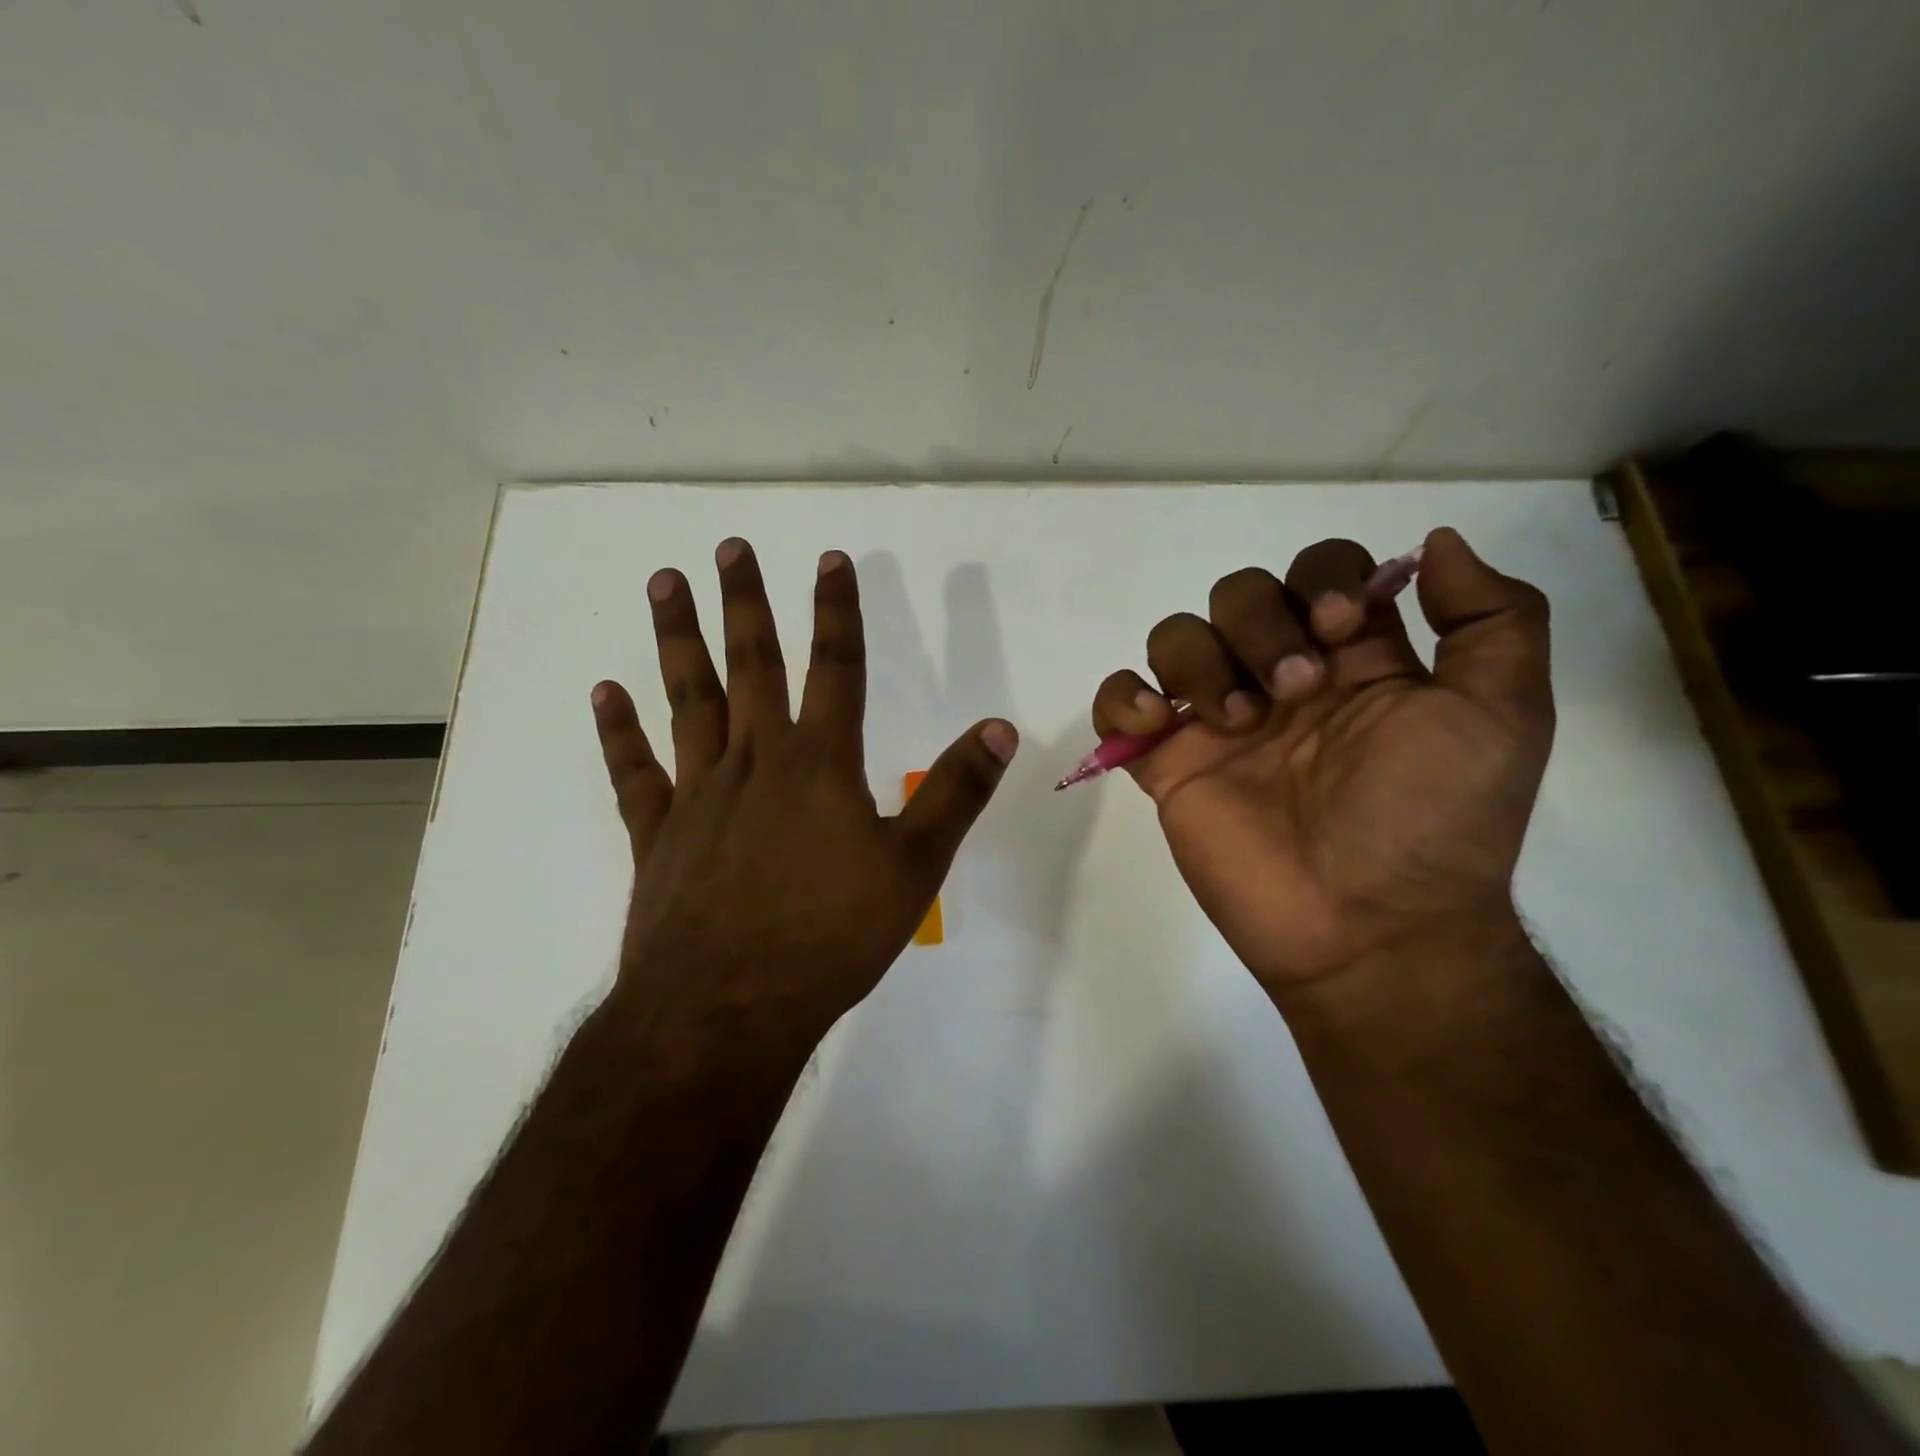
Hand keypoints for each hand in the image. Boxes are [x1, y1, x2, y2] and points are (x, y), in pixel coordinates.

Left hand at [591, 539, 1018, 1058]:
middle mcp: (756, 763)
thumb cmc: (831, 938)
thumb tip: (1000, 727)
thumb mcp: (914, 868)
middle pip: (751, 666)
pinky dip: (619, 731)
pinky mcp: (659, 835)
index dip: (837, 611)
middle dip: (744, 603)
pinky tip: (606, 691)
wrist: (728, 1010)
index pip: (836, 668)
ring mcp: (699, 795)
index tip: (830, 559)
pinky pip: (635, 772)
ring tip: (664, 584)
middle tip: (727, 548)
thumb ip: (956, 793)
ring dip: (677, 639)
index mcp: (820, 765)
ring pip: (688, 700)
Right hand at [1091, 528, 1552, 1005]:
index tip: (1340, 629)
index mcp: (1355, 662)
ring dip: (1199, 661)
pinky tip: (1155, 726)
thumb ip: (1493, 618)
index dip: (1321, 578)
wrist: (1366, 930)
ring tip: (1233, 721)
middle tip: (1294, 691)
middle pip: (1239, 593)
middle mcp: (1281, 679)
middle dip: (1260, 623)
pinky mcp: (1168, 764)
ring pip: (1176, 637)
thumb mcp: (1503, 714)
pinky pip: (1118, 702)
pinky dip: (1123, 698)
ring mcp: (1217, 722)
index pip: (1320, 571)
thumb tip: (1434, 543)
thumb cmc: (1432, 821)